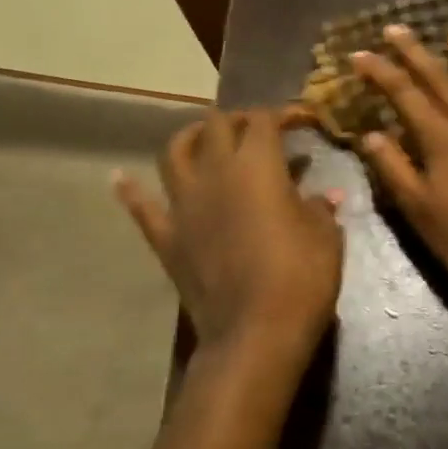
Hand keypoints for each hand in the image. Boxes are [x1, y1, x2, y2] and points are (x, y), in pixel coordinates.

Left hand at [114, 110, 344, 404]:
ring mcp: (184, 204)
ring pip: (174, 152)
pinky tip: (120, 179)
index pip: (263, 120)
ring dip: (190, 138)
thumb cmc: (300, 278)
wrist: (254, 334)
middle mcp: (215, 173)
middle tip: (258, 132)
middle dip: (238, 120)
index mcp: (258, 165)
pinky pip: (141, 208)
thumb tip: (326, 195)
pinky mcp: (166, 237)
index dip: (283, 114)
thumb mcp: (326, 239)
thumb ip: (321, 209)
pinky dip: (131, 191)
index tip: (301, 122)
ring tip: (204, 140)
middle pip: (217, 125)